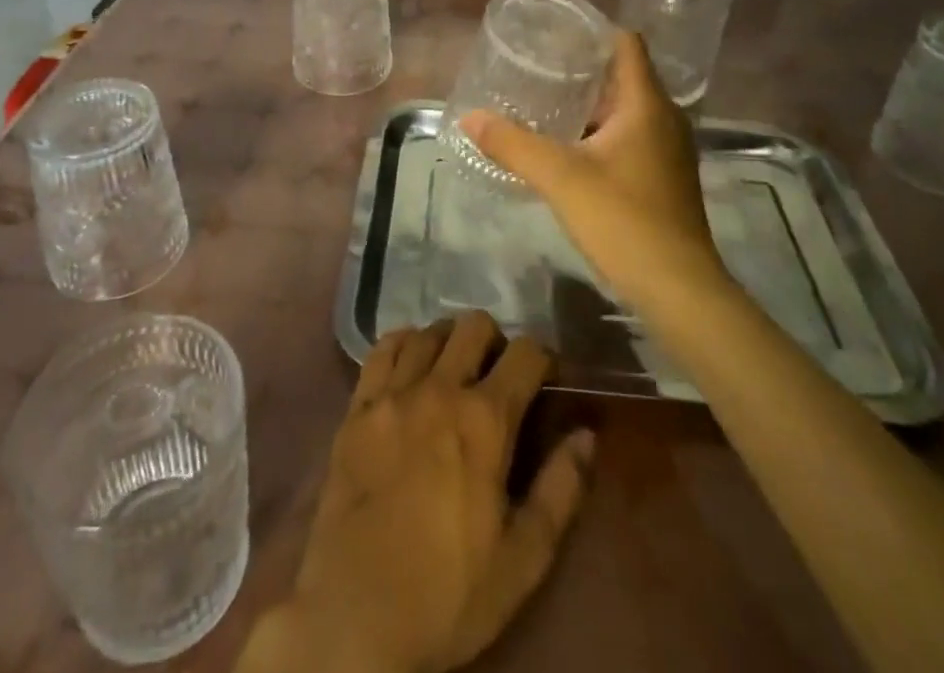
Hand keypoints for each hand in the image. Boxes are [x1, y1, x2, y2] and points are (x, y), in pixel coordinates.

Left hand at [239, 313, 593, 672]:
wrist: (356, 617)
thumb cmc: (449, 592)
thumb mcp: (524, 558)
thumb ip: (561, 489)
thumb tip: (587, 434)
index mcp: (485, 419)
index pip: (526, 353)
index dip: (544, 358)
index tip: (548, 378)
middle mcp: (439, 388)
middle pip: (474, 325)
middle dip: (496, 340)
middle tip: (498, 374)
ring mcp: (393, 392)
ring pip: (428, 331)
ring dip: (449, 342)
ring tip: (454, 370)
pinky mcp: (357, 406)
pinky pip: (382, 349)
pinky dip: (402, 345)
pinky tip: (409, 367)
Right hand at [462, 31, 731, 315]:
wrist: (679, 290)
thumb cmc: (624, 220)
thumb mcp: (560, 178)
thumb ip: (513, 144)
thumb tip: (469, 118)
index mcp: (647, 103)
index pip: (626, 43)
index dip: (592, 31)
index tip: (554, 34)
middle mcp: (664, 118)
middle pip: (623, 75)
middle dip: (582, 68)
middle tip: (537, 67)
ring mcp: (668, 149)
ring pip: (626, 109)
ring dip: (590, 104)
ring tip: (545, 102)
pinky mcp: (664, 177)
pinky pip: (630, 136)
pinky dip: (601, 132)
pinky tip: (570, 148)